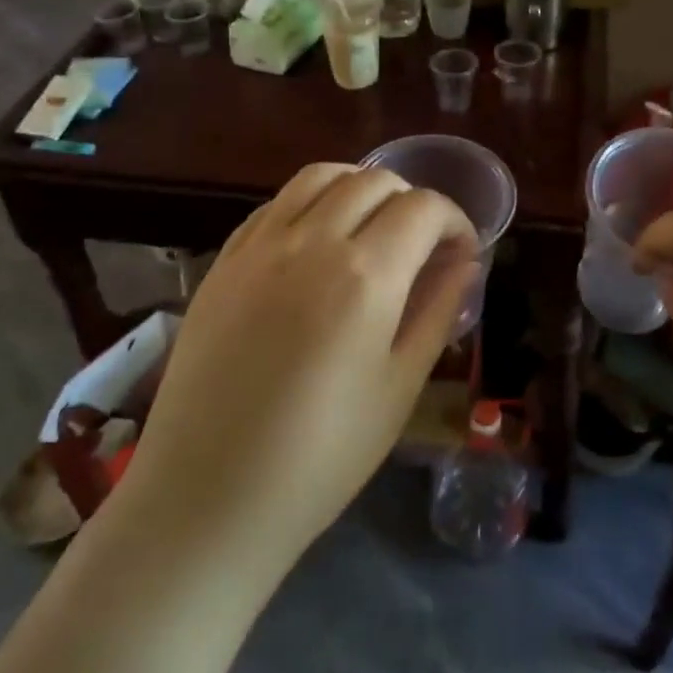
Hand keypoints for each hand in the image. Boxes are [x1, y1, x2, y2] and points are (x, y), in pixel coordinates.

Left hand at [114, 163, 477, 569]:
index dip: (455, 220)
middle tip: (422, 245)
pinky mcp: (223, 261)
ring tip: (371, 229)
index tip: (462, 251)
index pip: (424, 208)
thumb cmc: (320, 457)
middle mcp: (311, 241)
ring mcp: (259, 246)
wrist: (206, 496)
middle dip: (412, 201)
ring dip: (359, 188)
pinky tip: (316, 244)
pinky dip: (311, 204)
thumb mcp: (399, 387)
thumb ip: (438, 311)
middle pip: (374, 180)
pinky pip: (276, 204)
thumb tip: (465, 263)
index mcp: (365, 275)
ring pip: (320, 176)